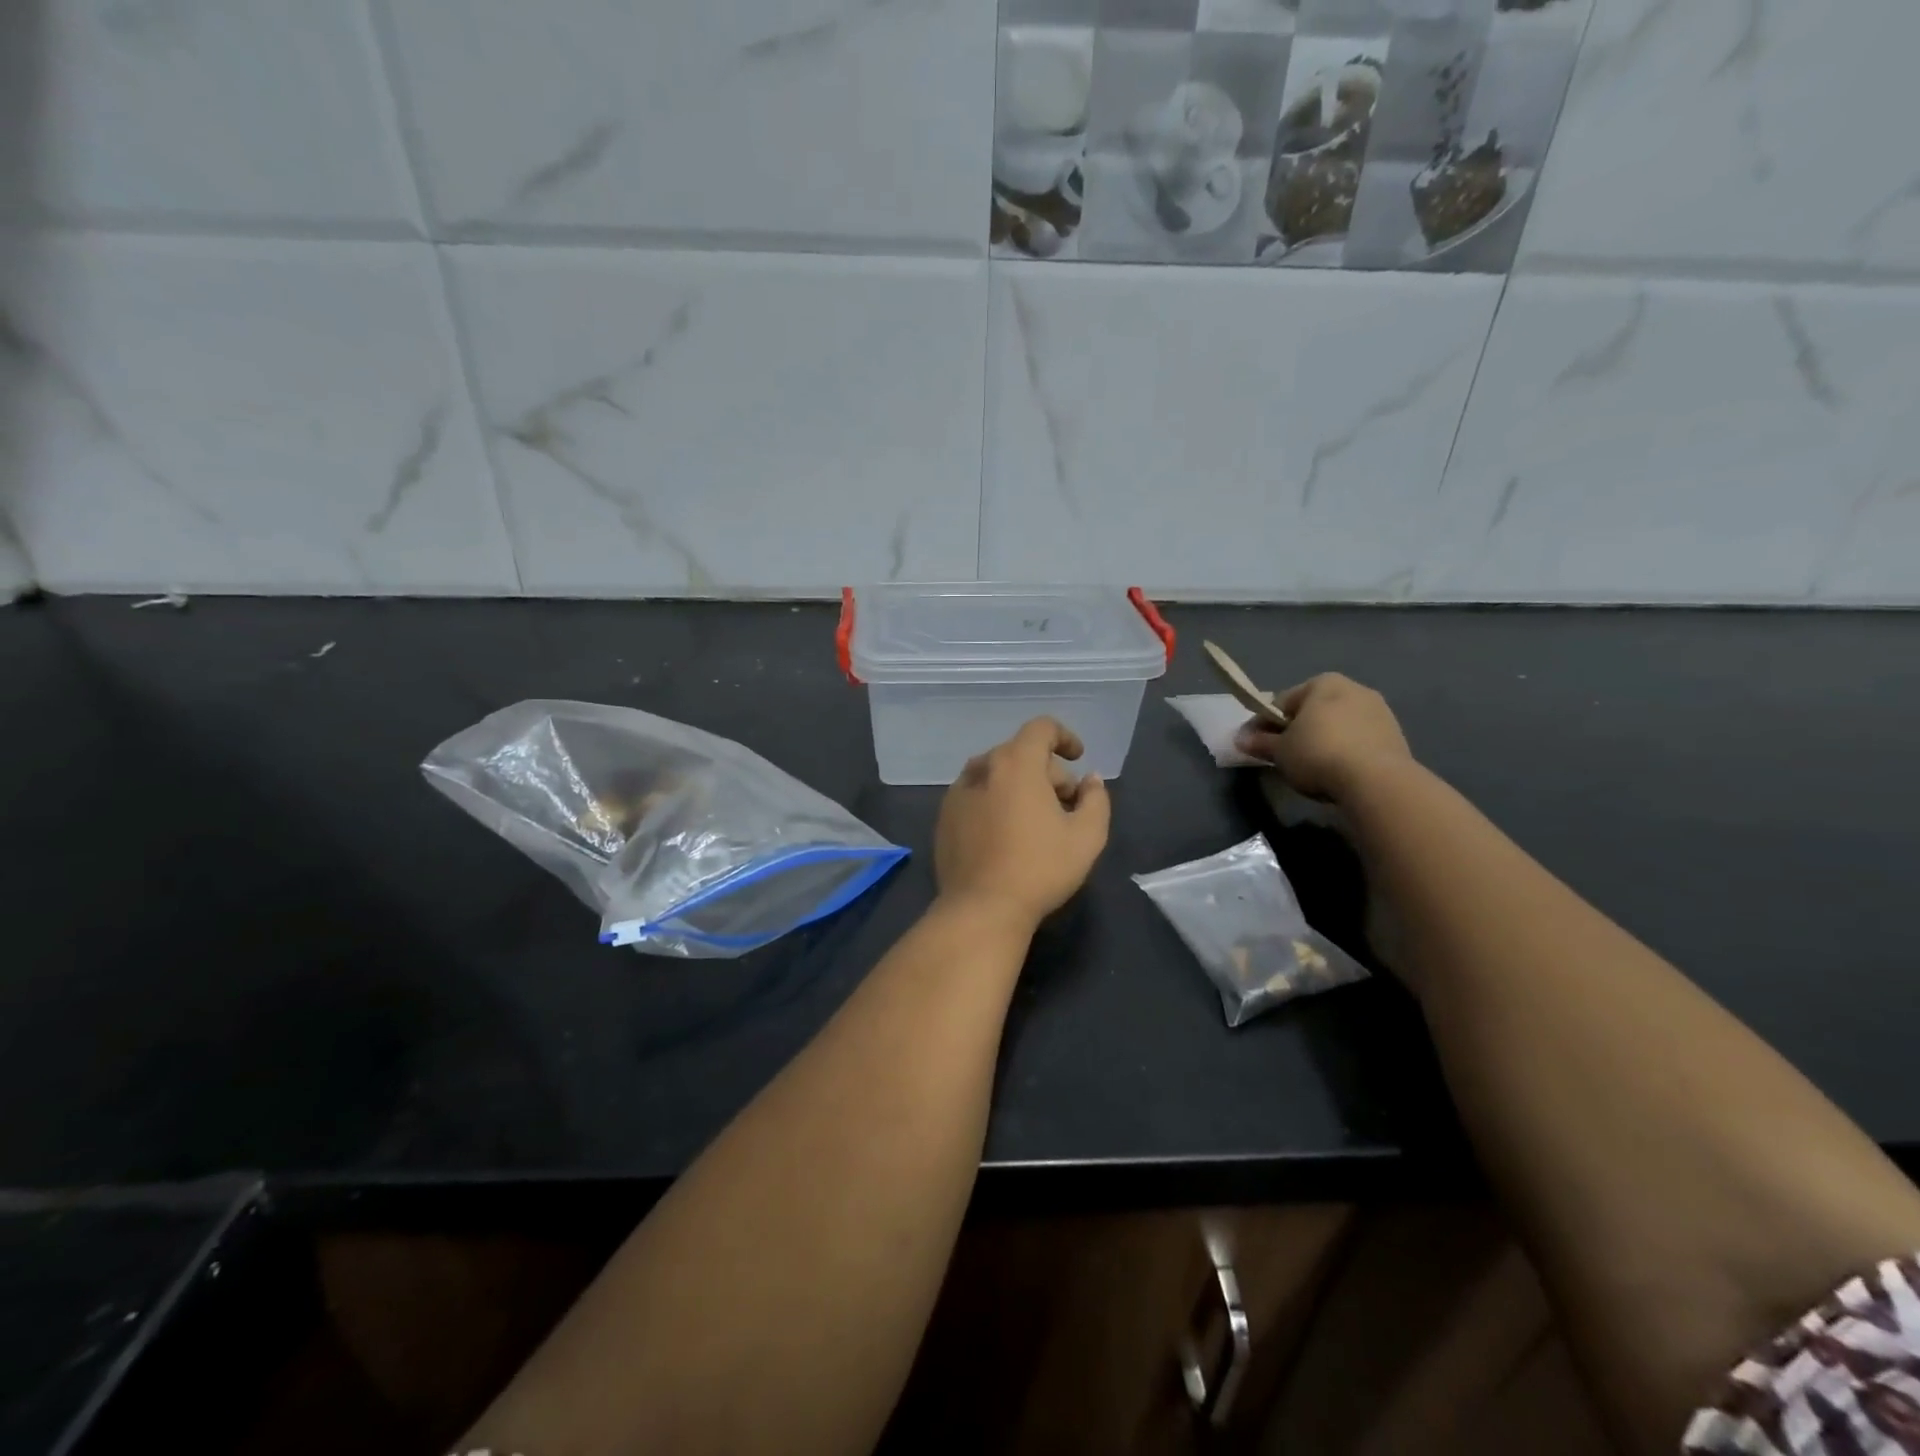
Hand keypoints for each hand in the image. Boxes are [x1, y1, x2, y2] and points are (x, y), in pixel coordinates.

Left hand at [935, 718, 1111, 927]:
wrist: (981, 908)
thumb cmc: (1040, 868)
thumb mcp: (1087, 836)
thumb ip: (1096, 799)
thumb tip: (1090, 781)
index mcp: (1016, 764)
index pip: (1041, 728)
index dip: (1064, 737)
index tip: (1078, 758)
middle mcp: (982, 768)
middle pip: (1020, 753)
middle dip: (1048, 772)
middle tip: (1066, 806)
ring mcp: (957, 793)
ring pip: (996, 774)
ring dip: (1020, 786)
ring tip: (1036, 821)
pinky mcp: (944, 817)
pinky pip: (977, 795)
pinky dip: (995, 801)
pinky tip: (1006, 834)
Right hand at [1233, 673, 1411, 801]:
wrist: (1376, 781)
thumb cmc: (1318, 754)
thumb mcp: (1279, 751)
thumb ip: (1259, 742)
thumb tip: (1239, 739)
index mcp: (1322, 683)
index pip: (1281, 702)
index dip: (1264, 724)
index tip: (1254, 744)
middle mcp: (1354, 688)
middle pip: (1312, 712)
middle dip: (1296, 731)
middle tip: (1282, 756)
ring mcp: (1379, 711)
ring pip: (1337, 726)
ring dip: (1321, 741)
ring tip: (1310, 768)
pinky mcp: (1395, 735)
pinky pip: (1358, 741)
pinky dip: (1344, 751)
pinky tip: (1336, 772)